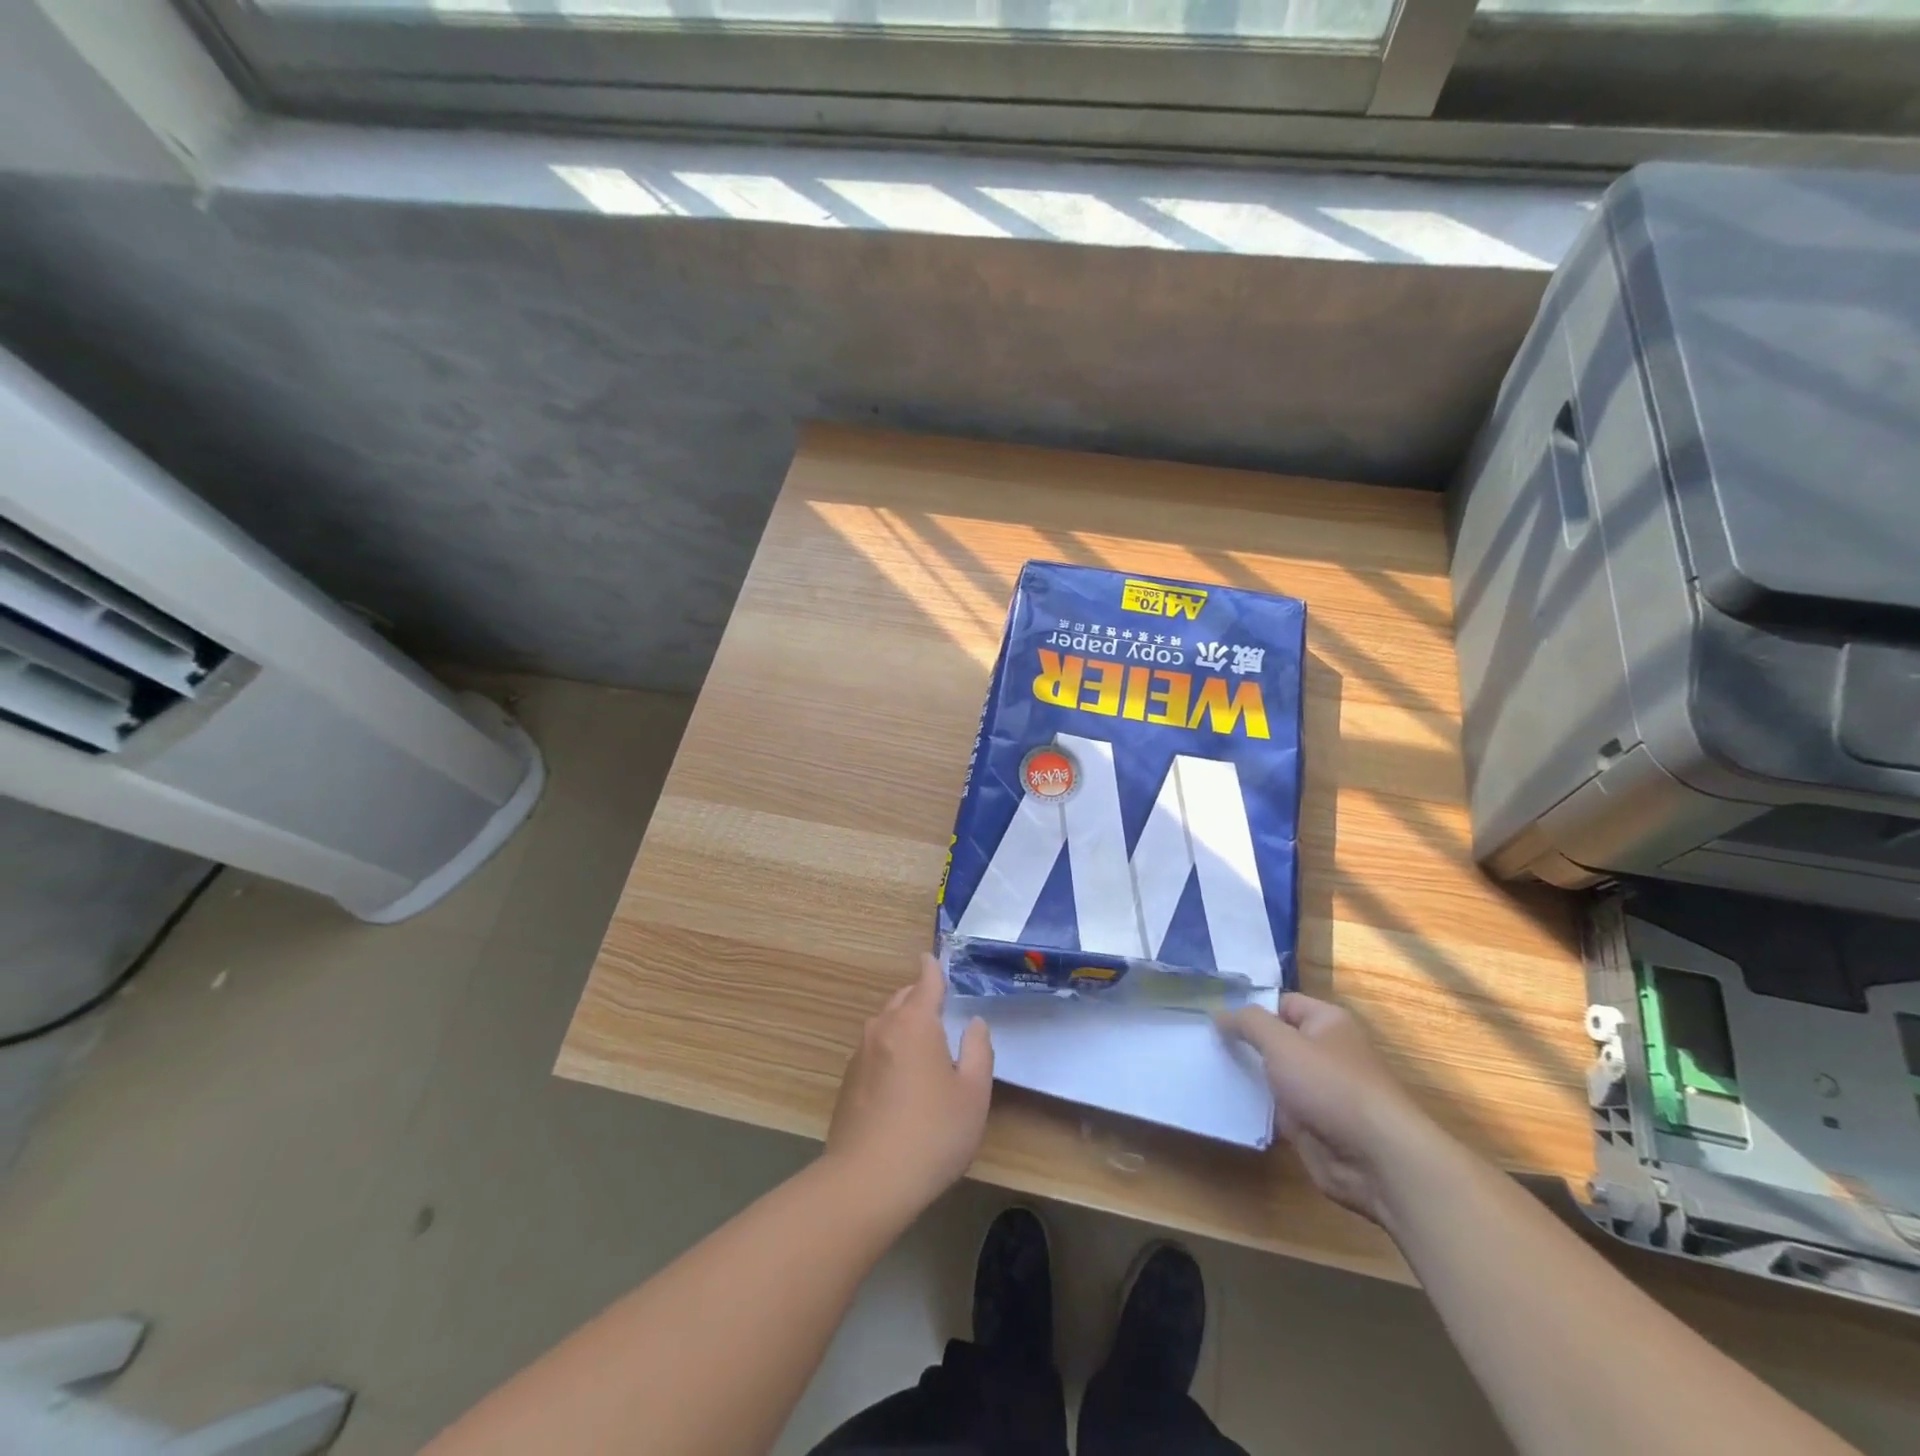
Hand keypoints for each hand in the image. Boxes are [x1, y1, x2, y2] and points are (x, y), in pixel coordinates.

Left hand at [826, 955, 992, 1221]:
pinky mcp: (848, 1083)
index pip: (925, 981)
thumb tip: (973, 1024)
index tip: (932, 956)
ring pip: (885, 1025)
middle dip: (919, 997)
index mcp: (914, 1022)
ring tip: (923, 1046)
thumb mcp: (973, 1094)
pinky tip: (901, 1080)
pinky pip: (874, 1051)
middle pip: (902, 999)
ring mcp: (860, 1055)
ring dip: (903, 1025)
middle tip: (939, 1007)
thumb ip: (977, 1051)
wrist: (867, 1182)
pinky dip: (889, 1051)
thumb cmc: (931, 1133)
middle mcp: (882, 1028)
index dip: (932, 968)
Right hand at [1219, 992, 1445, 1224]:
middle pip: (1275, 1040)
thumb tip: (1221, 1014)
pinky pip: (1276, 1108)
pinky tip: (1222, 1102)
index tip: (1212, 1015)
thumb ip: (1248, 1023)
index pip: (1280, 1003)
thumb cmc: (1330, 1086)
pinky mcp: (1312, 1124)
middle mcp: (1324, 1052)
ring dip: (1246, 1076)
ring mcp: (1318, 1091)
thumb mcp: (1281, 1042)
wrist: (1376, 1160)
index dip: (1249, 1008)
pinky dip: (1255, 1107)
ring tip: (1203, 1069)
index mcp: (1326, 1022)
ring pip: (1273, 1076)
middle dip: (1243, 1043)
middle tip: (1201, 1042)